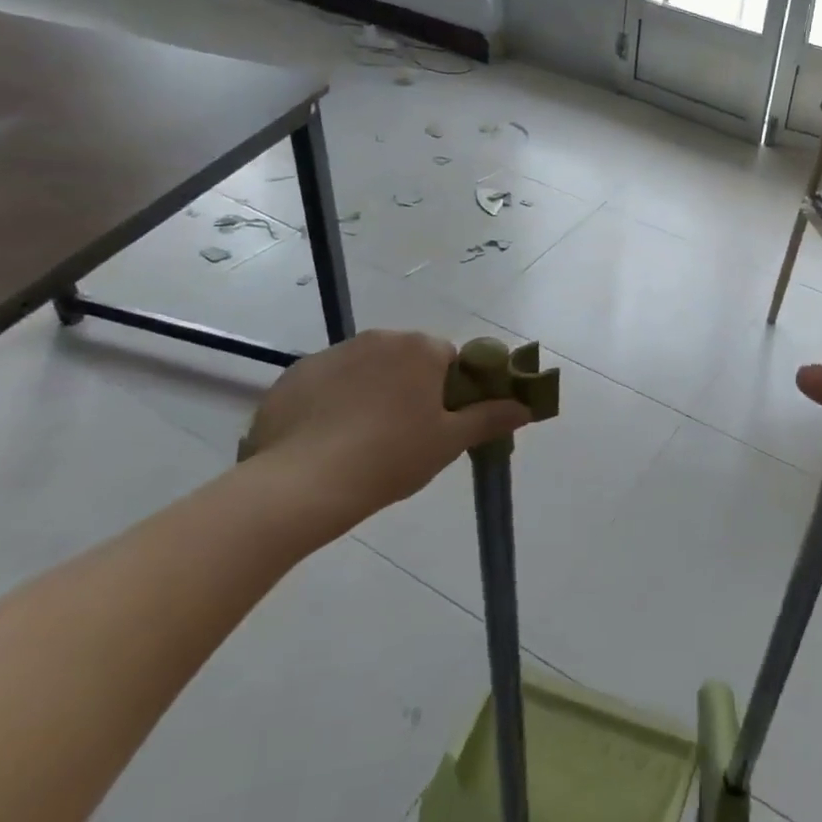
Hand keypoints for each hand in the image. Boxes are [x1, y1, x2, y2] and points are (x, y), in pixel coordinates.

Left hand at [238, 331, 530, 540]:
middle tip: (404, 435)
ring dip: (371, 392)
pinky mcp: (296, 374)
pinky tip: (326, 439)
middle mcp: (378, 338)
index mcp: (419, 349)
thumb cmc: (390, 458)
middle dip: (410, 388)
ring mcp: (332, 353)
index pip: (448, 359)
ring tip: (360, 442)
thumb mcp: (448, 443)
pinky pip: (327, 382)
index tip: (439, 424)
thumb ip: (490, 418)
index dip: (449, 391)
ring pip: (366, 370)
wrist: (303, 483)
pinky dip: (332, 402)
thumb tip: (526, 406)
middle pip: (406, 360)